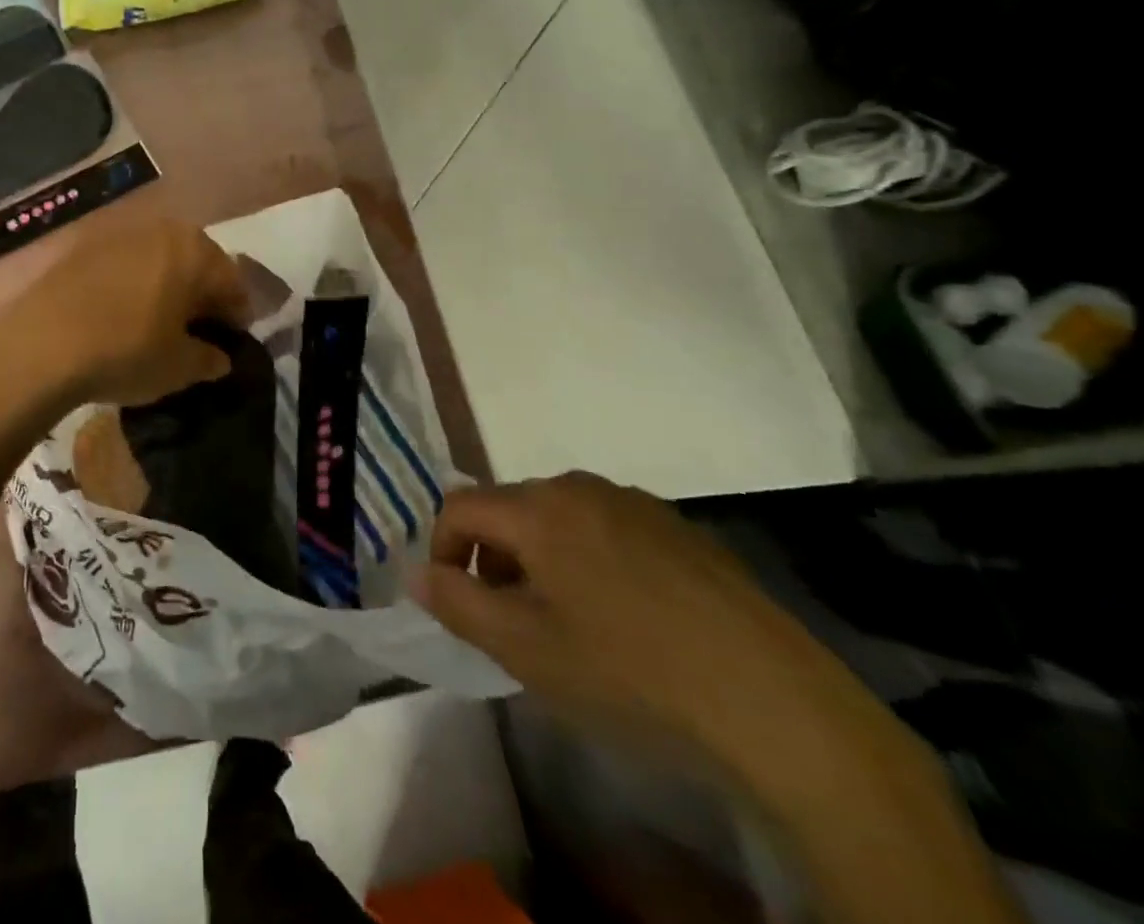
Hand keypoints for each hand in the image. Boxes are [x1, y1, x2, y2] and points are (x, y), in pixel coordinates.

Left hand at [0, 219, 249, 411]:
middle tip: (199, 330)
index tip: (233, 341)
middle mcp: (161, 230)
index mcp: (195, 252)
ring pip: (159, 259)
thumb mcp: (179, 367)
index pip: (232, 282)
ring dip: (167, 285)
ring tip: (160, 321)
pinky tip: (123, 313)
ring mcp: (119, 234)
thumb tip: (220, 357)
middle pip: (196, 262)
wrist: (40, 346)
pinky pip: (125, 263)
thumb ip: (210, 359)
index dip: (237, 315)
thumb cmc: (126, 352)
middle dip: (202, 294)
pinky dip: (134, 284)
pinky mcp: (84, 246)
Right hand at [412, 473, 909, 801]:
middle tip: (511, 619)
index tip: (457, 603)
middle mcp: (582, 487)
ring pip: (560, 517)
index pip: (459, 506)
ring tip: (567, 620)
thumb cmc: (631, 673)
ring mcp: (638, 503)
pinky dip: (591, 559)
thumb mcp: (525, 650)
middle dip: (494, 556)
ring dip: (542, 557)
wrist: (777, 706)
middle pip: (510, 507)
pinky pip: (610, 528)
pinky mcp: (683, 529)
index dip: (443, 550)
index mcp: (539, 507)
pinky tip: (627, 617)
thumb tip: (416, 572)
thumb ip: (457, 604)